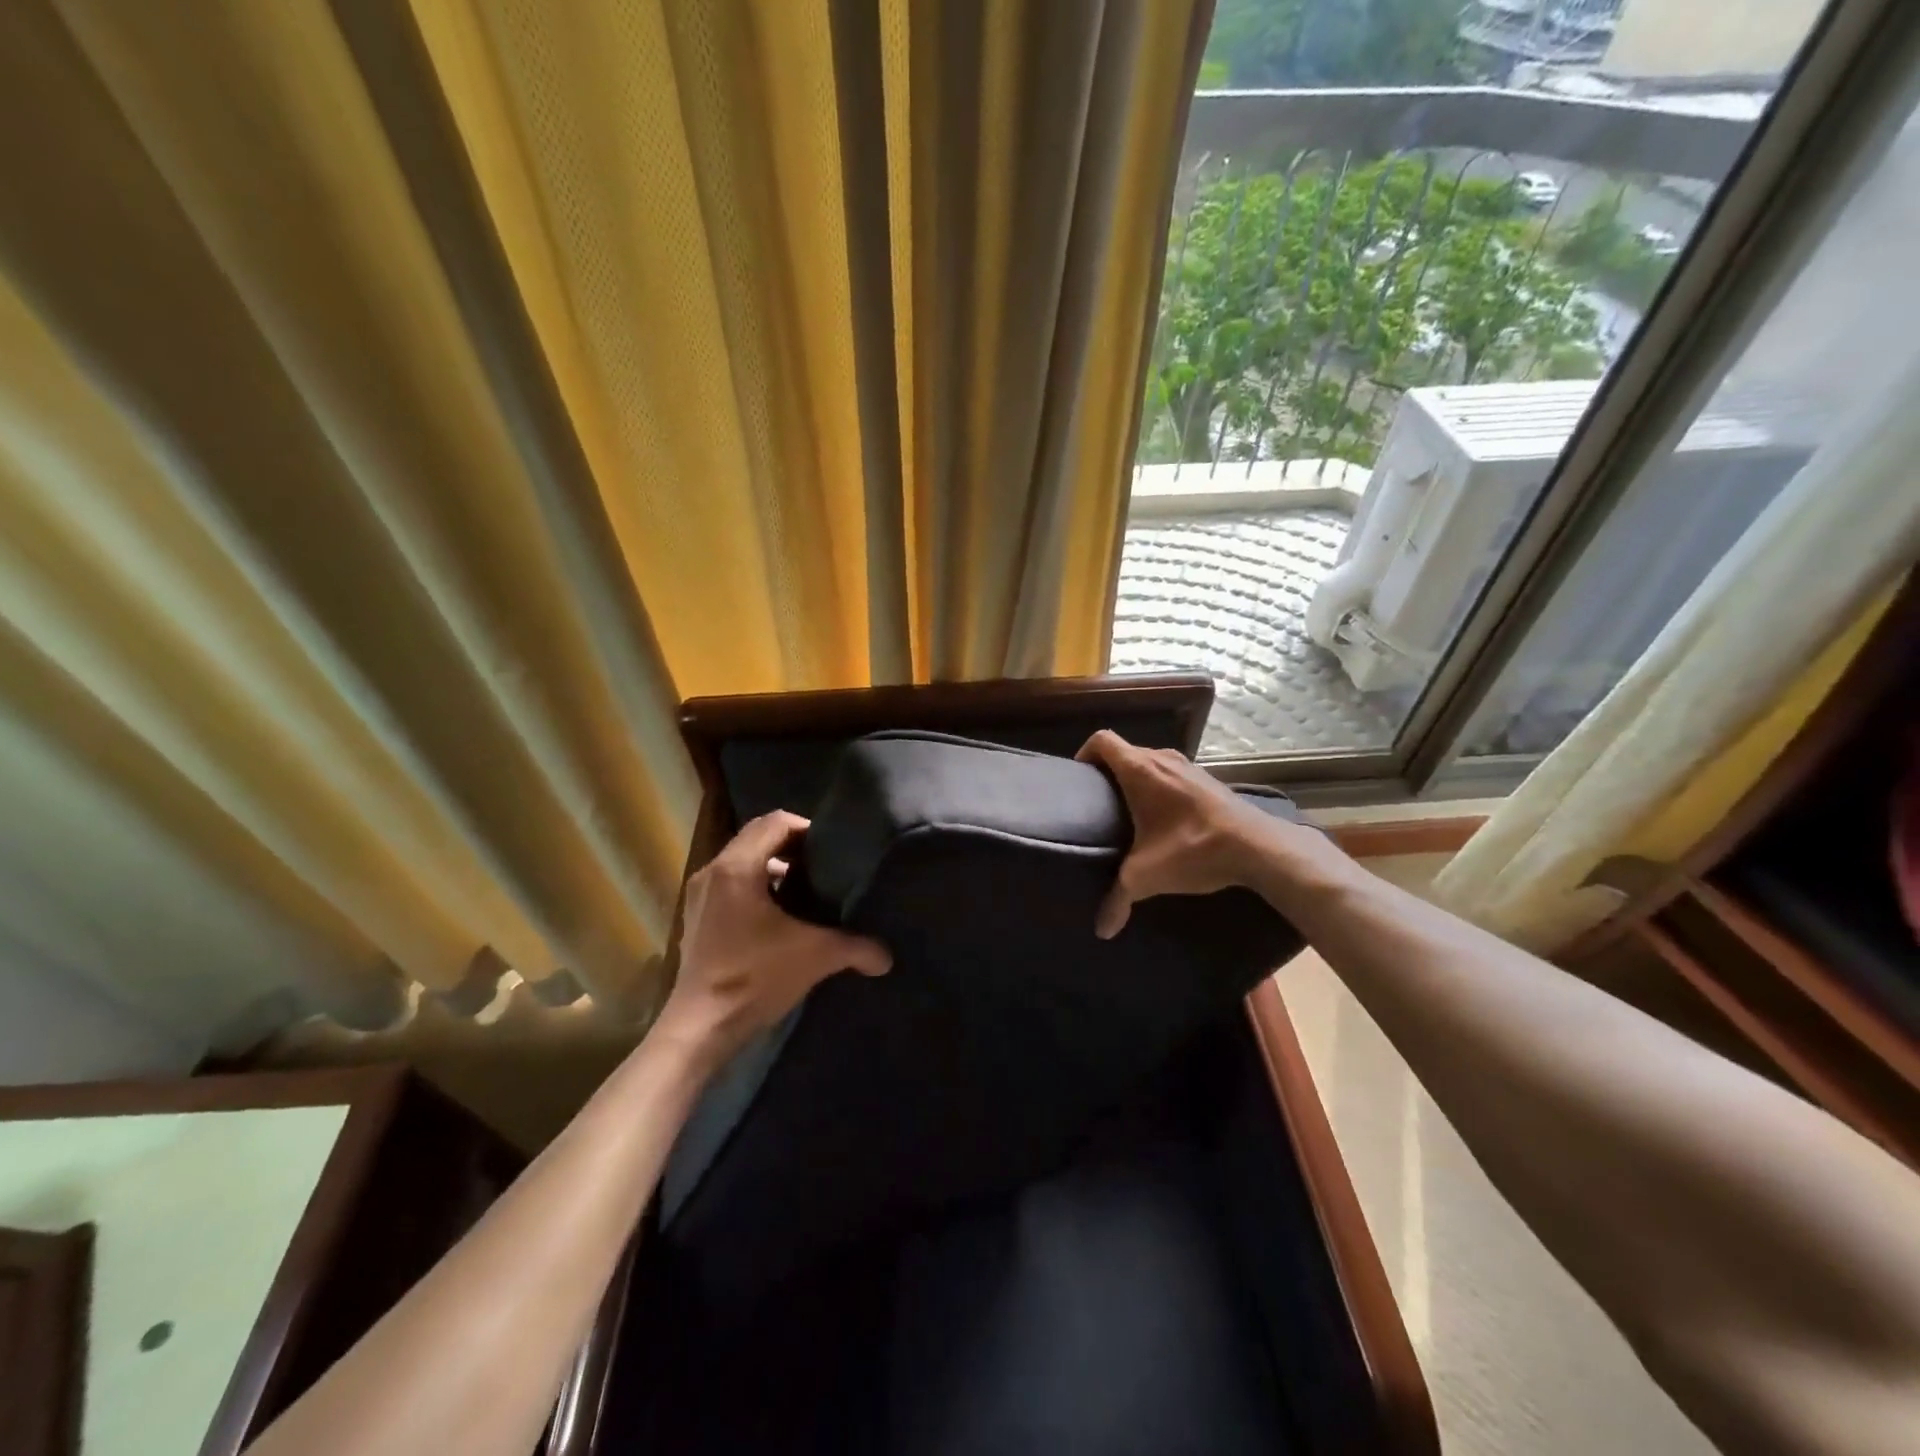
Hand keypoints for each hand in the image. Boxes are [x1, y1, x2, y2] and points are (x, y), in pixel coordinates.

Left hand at [655, 811, 890, 1064]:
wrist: (700, 1029)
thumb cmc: (754, 978)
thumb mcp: (814, 956)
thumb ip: (855, 948)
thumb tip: (887, 957)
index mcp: (737, 867)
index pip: (775, 822)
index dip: (807, 828)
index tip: (833, 849)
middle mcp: (713, 872)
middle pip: (757, 837)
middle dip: (792, 845)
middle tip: (825, 865)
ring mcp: (701, 895)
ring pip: (742, 860)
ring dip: (773, 866)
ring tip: (806, 888)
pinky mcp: (697, 918)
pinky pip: (731, 883)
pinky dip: (756, 886)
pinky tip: (780, 915)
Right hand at [1076, 730, 1278, 937]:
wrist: (1258, 848)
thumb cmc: (1192, 848)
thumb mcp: (1147, 876)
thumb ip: (1118, 899)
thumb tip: (1102, 930)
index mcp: (1140, 770)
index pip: (1102, 740)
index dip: (1085, 753)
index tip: (1079, 779)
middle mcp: (1162, 759)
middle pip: (1125, 752)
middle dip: (1108, 772)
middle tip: (1098, 803)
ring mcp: (1190, 767)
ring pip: (1151, 763)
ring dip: (1137, 780)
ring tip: (1130, 813)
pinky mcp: (1209, 780)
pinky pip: (1173, 775)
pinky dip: (1162, 788)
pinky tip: (1166, 819)